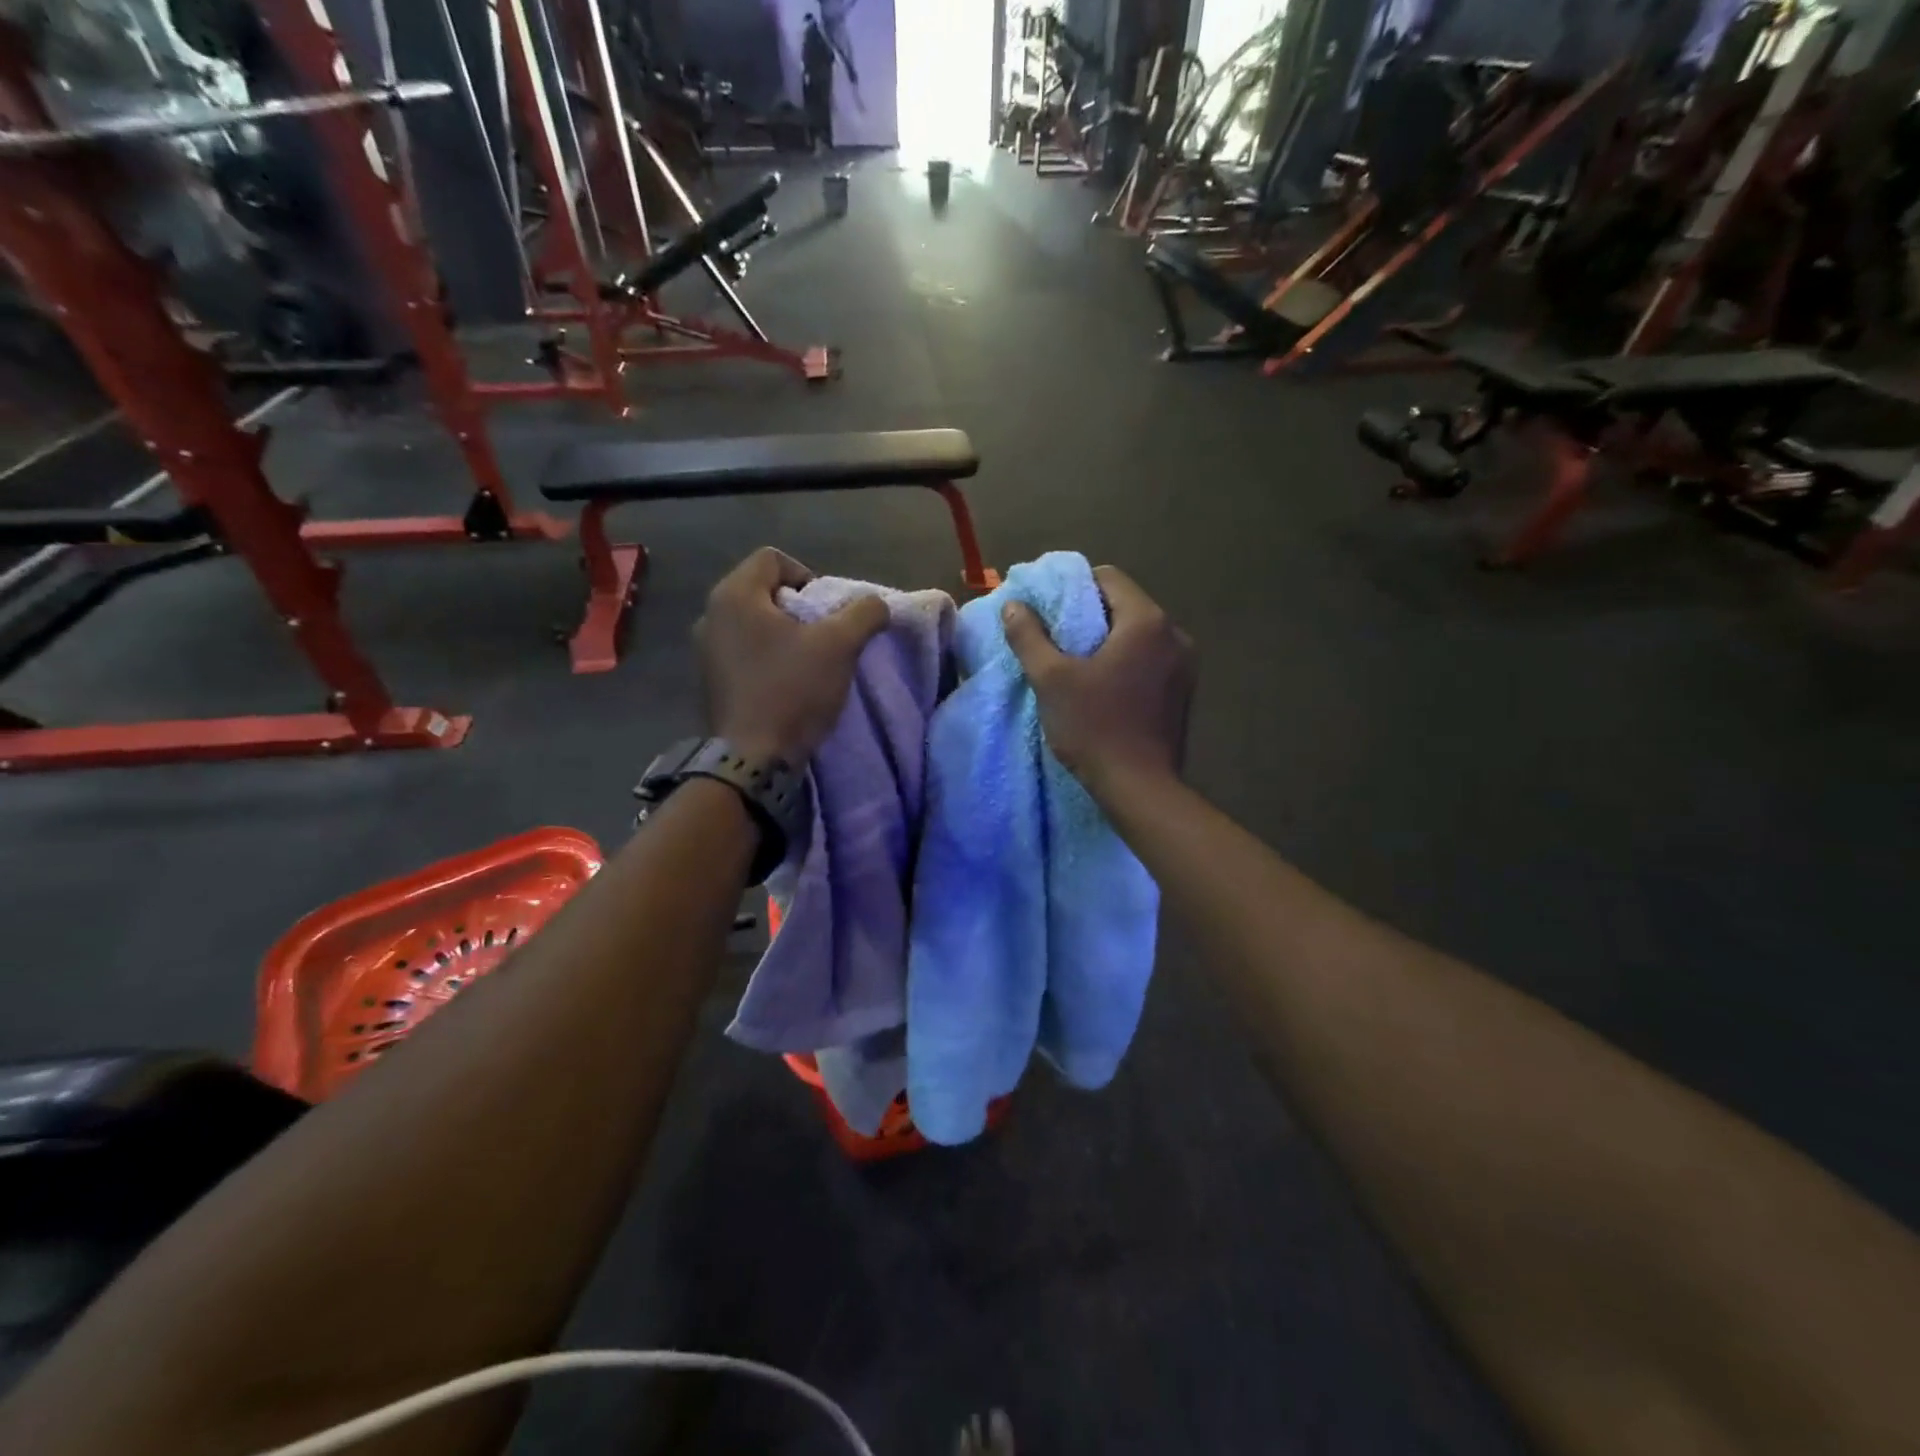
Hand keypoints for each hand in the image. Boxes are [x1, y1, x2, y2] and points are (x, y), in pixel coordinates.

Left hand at [696, 548, 889, 765]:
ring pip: (754, 623)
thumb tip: (877, 604)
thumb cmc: (793, 690)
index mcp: (734, 595)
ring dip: (785, 635)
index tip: (827, 611)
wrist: (753, 757)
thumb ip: (864, 613)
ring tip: (809, 662)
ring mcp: (705, 649)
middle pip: (764, 591)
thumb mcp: (839, 645)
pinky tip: (787, 683)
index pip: (773, 558)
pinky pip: (744, 651)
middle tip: (823, 637)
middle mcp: (710, 614)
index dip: (809, 576)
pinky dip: (768, 657)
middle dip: (800, 609)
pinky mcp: (710, 679)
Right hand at [1002, 566, 1193, 793]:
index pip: (1108, 578)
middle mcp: (1174, 634)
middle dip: (1090, 616)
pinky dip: (1127, 662)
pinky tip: (1105, 688)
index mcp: (1147, 622)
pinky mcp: (1184, 693)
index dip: (1074, 587)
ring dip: (1109, 641)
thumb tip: (1013, 605)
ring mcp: (1185, 665)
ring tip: (1078, 665)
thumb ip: (1029, 637)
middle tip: (1057, 639)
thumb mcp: (1051, 680)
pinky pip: (1151, 659)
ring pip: (1139, 635)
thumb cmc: (1094, 728)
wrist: (1140, 789)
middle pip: (1125, 605)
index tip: (1050, 611)